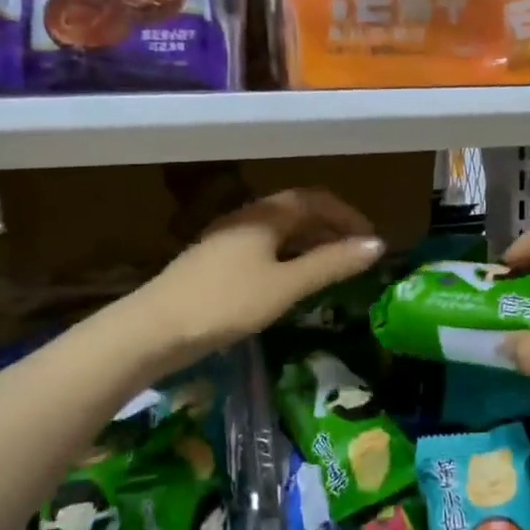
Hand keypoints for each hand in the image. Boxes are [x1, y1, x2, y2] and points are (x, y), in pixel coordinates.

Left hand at [131, 189, 383, 373]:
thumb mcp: (286, 285)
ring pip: (279, 231)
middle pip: (297, 212)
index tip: (372, 240)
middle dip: (331, 227)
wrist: (153, 329)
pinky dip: (288, 257)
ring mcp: (227, 239)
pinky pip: (264, 248)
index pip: (316, 200)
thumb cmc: (226, 303)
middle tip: (357, 254)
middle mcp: (246, 217)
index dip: (348, 215)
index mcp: (265, 214)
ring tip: (332, 268)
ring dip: (310, 242)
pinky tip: (292, 282)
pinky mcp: (215, 262)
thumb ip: (331, 264)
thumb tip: (377, 244)